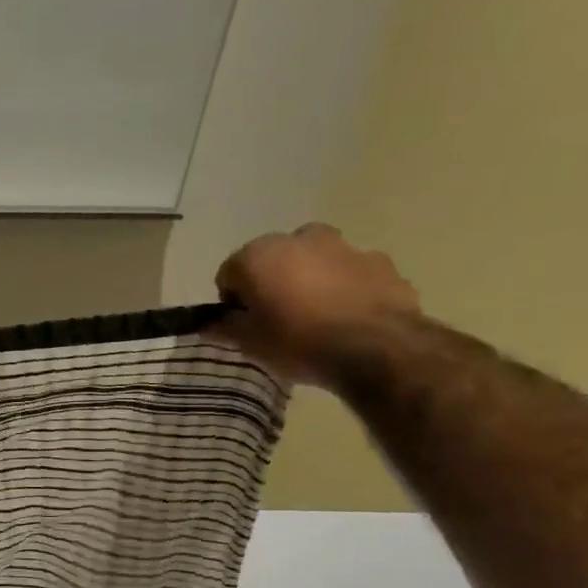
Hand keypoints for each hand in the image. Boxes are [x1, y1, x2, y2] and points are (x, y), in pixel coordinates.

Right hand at [214, 225, 420, 387]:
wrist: (376, 348)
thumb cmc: (297, 341)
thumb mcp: (250, 343)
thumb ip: (224, 328)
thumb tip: (207, 324)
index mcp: (259, 254)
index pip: (229, 273)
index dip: (233, 300)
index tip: (244, 324)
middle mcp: (299, 239)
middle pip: (274, 259)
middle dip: (272, 282)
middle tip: (279, 318)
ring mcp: (344, 246)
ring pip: (315, 261)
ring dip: (310, 280)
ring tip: (317, 318)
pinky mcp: (380, 261)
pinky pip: (350, 272)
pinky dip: (345, 288)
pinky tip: (348, 318)